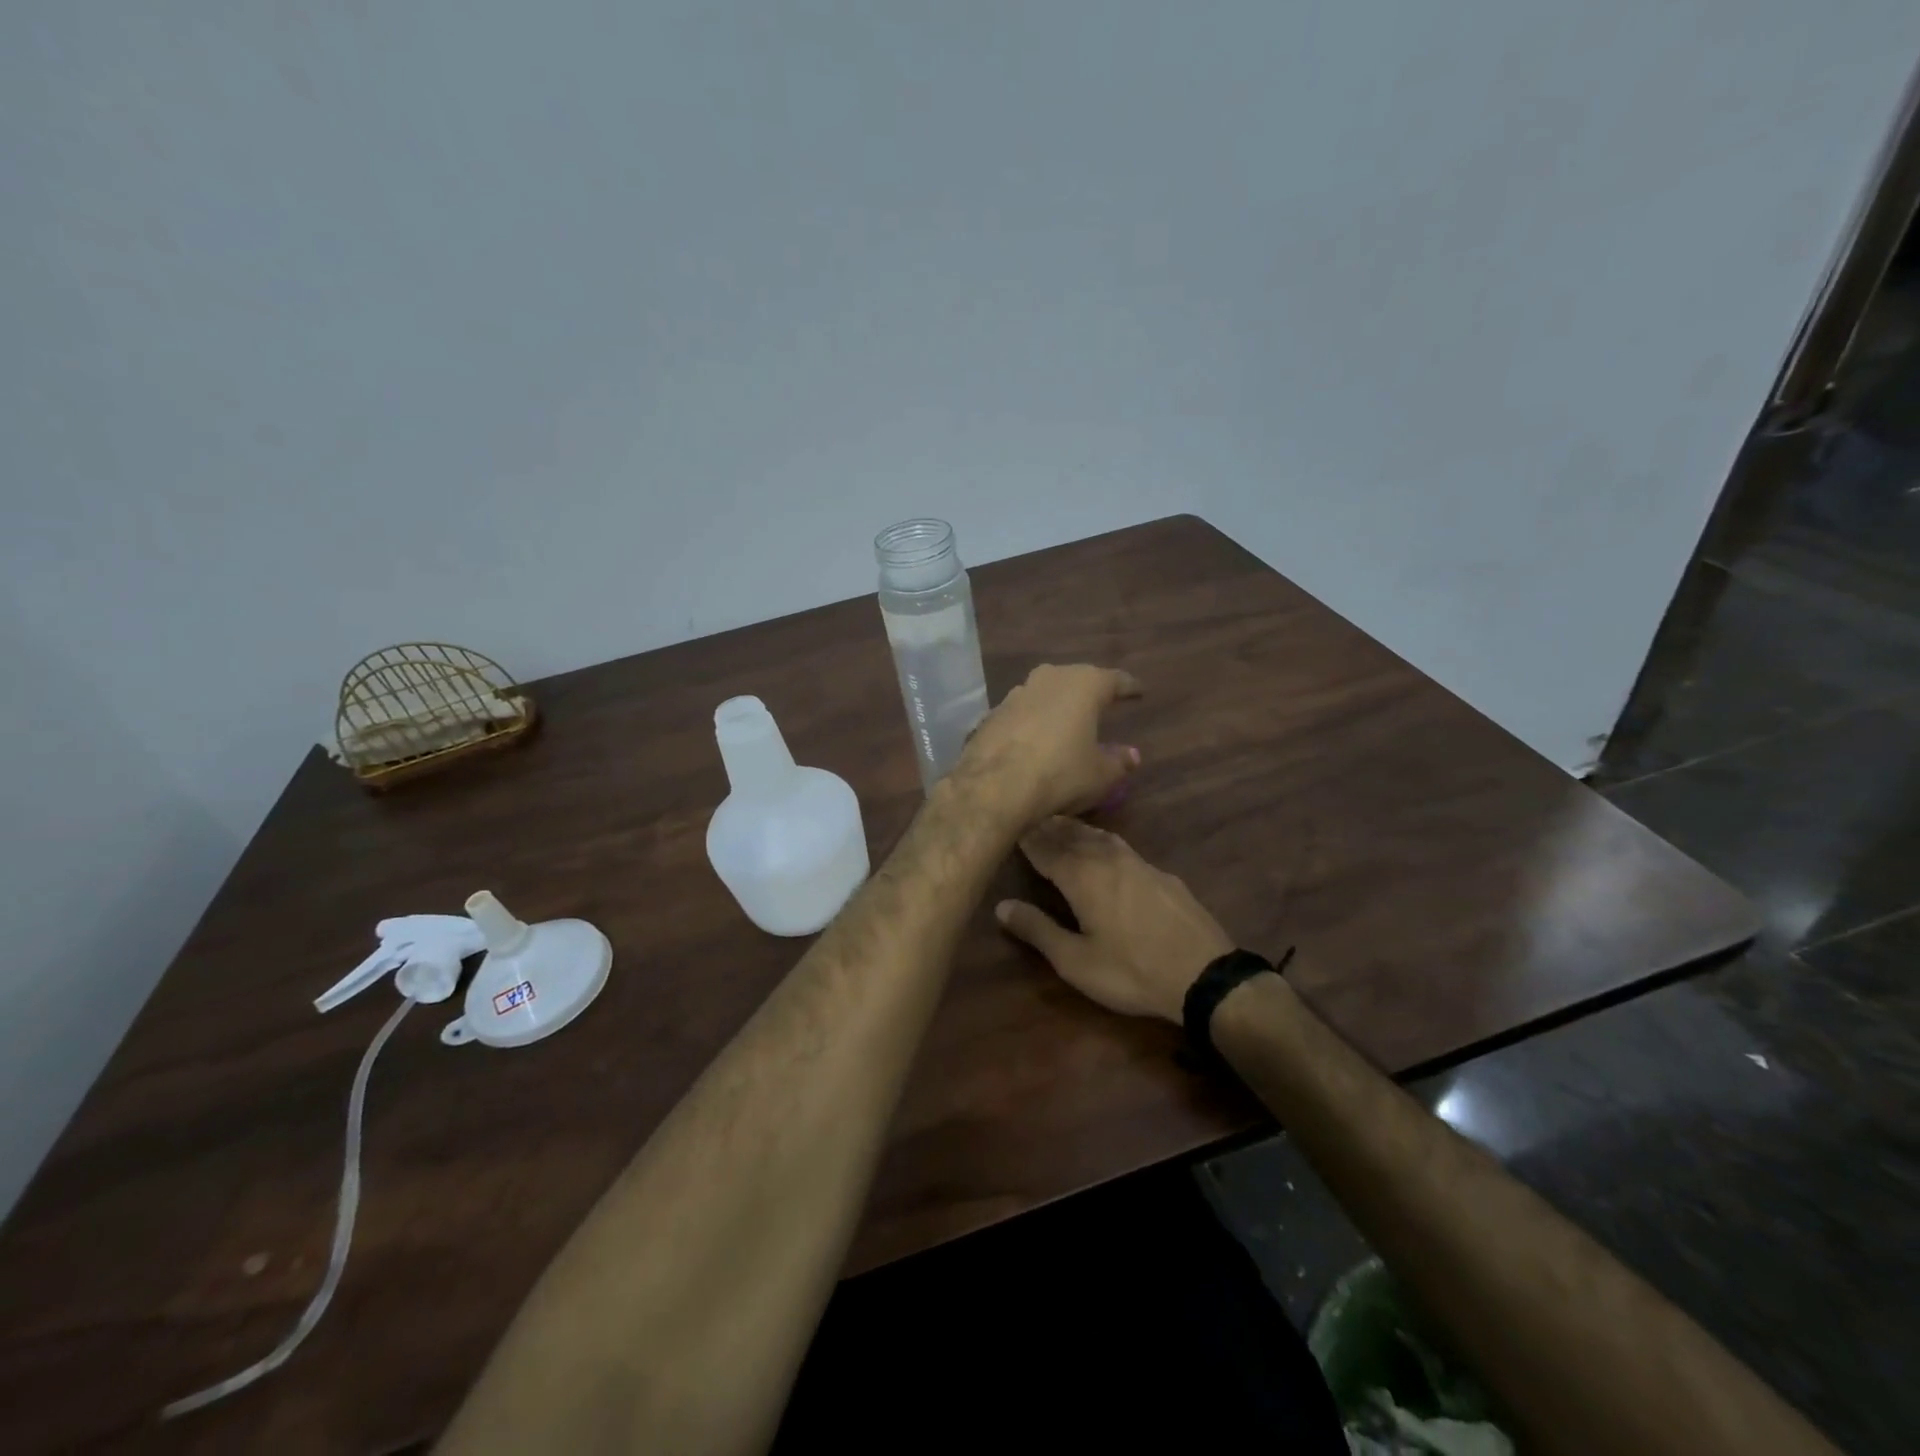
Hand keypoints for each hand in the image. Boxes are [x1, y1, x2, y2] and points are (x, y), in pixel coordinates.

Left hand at [956, 664, 1141, 826]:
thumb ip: (1119, 762)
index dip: (1128, 687)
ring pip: (1045, 691)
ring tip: (1066, 718)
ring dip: (1056, 703)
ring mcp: (1017, 693)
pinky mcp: (993, 713)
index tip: (1138, 691)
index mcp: (1084, 685)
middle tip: (1101, 702)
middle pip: (1076, 679)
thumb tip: (1131, 755)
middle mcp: (1050, 678)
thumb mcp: (1100, 775)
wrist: (995, 785)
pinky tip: (1034, 736)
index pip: (1114, 680)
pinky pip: (1021, 712)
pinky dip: (1032, 720)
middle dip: (1089, 690)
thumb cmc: (1061, 773)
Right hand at [995, 817, 1232, 1023]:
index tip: (1009, 826)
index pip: (1045, 847)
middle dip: (1049, 826)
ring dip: (1076, 829)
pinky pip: (1122, 846)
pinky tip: (1106, 849)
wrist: (1205, 975)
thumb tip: (1001, 906)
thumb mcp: (1075, 961)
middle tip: (1030, 818)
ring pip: (1099, 836)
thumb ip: (1038, 930)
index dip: (1026, 838)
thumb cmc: (1131, 971)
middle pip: (1072, 834)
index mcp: (1082, 876)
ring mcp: (1139, 863)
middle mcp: (1107, 858)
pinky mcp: (1161, 874)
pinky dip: (1102, 840)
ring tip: (1061, 825)